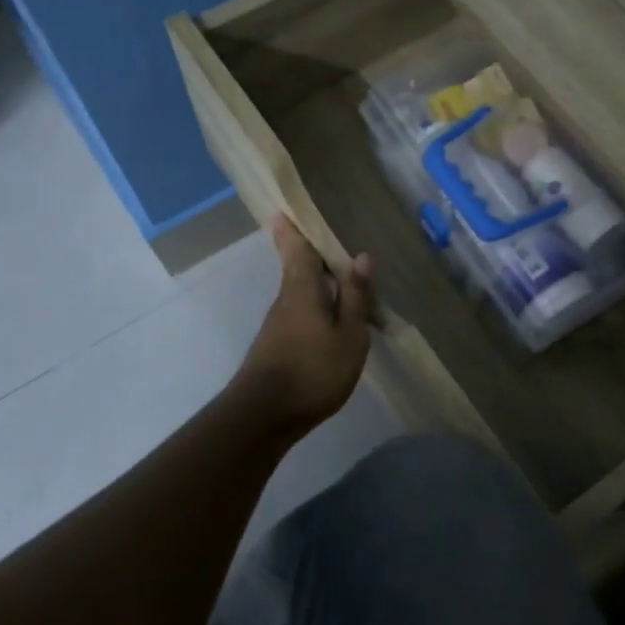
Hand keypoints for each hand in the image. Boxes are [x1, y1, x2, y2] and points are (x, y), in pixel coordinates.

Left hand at [229, 216, 375, 436]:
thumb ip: (356, 297)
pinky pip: (301, 312)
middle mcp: (286, 298)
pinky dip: (317, 306)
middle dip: (311, 252)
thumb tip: (361, 256)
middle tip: (333, 239)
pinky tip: (333, 319)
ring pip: (300, 291)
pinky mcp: (276, 345)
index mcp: (302, 288)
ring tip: (346, 279)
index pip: (296, 246)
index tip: (289, 207)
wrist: (263, 416)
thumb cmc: (312, 370)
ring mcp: (278, 323)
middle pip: (297, 266)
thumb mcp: (349, 336)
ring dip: (319, 281)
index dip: (292, 226)